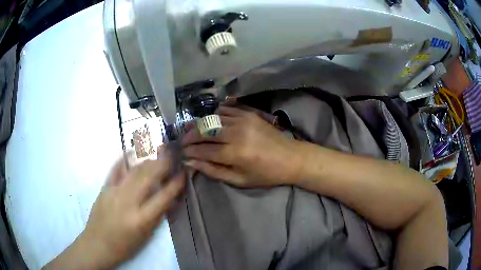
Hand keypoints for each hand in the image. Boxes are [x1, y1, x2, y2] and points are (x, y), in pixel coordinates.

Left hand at [44, 149, 184, 269]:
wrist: (97, 244)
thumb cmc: (124, 245)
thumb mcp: (145, 236)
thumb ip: (157, 216)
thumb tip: (169, 199)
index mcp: (141, 219)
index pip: (163, 197)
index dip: (176, 184)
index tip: (183, 173)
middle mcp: (128, 202)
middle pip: (148, 177)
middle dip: (162, 164)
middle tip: (172, 155)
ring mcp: (114, 192)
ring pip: (134, 171)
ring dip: (148, 161)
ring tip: (157, 155)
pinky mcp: (104, 188)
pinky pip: (116, 170)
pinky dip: (124, 159)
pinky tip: (131, 151)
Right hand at [182, 106, 302, 186]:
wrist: (291, 158)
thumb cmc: (265, 174)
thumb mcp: (239, 180)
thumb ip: (213, 171)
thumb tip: (191, 162)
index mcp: (235, 154)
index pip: (203, 149)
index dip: (190, 150)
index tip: (182, 152)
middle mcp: (236, 133)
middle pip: (205, 130)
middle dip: (190, 135)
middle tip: (183, 140)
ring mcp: (243, 120)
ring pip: (213, 118)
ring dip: (200, 124)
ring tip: (193, 131)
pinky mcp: (249, 113)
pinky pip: (226, 109)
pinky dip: (215, 114)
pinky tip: (211, 121)